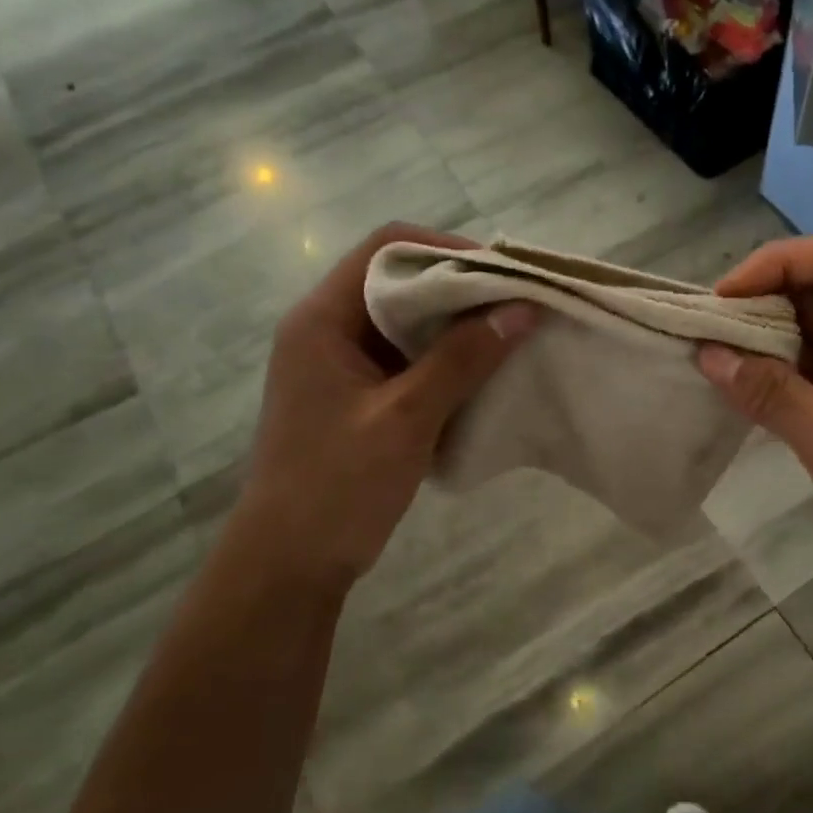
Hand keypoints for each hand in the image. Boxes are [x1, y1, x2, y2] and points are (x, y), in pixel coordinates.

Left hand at [232, 223, 536, 593]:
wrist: (291, 563)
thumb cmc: (339, 486)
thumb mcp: (406, 418)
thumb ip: (463, 359)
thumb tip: (522, 309)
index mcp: (322, 320)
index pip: (386, 249)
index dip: (446, 250)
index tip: (501, 274)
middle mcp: (327, 330)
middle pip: (398, 282)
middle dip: (459, 289)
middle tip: (515, 305)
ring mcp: (341, 365)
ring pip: (405, 322)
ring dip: (455, 326)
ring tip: (508, 335)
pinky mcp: (357, 396)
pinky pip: (406, 359)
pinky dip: (444, 359)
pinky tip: (482, 374)